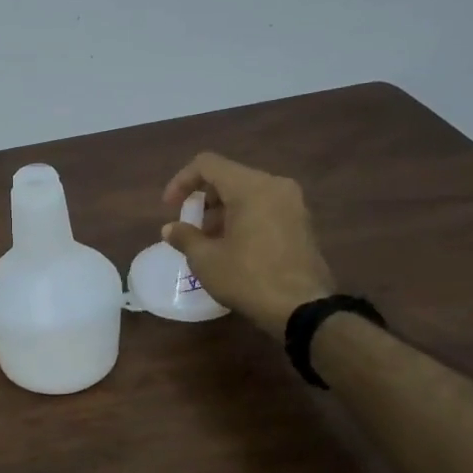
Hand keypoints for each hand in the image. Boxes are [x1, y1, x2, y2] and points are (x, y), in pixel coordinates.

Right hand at [161, 153, 334, 334]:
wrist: (303, 308)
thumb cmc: (248, 278)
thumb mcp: (206, 260)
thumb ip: (185, 236)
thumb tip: (170, 228)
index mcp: (250, 187)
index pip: (207, 164)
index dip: (181, 181)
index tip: (170, 208)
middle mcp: (275, 186)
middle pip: (228, 177)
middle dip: (203, 199)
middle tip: (190, 227)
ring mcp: (293, 204)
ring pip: (248, 193)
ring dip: (223, 211)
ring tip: (209, 241)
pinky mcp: (302, 223)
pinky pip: (265, 207)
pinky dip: (243, 218)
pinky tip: (233, 247)